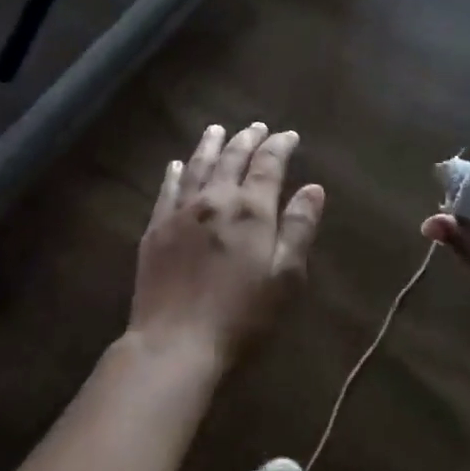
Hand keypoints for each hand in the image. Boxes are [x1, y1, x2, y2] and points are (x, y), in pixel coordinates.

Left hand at [130, 123, 324, 366]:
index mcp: (251, 209)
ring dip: (210, 145)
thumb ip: (299, 228)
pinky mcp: (155, 229)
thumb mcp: (286, 277)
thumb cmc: (241, 315)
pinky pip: (167, 190)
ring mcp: (181, 212)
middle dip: (247, 139)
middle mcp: (215, 199)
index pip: (268, 164)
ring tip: (217, 130)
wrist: (175, 344)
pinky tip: (176, 165)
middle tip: (257, 126)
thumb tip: (313, 188)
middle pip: (232, 158)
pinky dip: (175, 173)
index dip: (280, 146)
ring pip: (198, 166)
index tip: (289, 135)